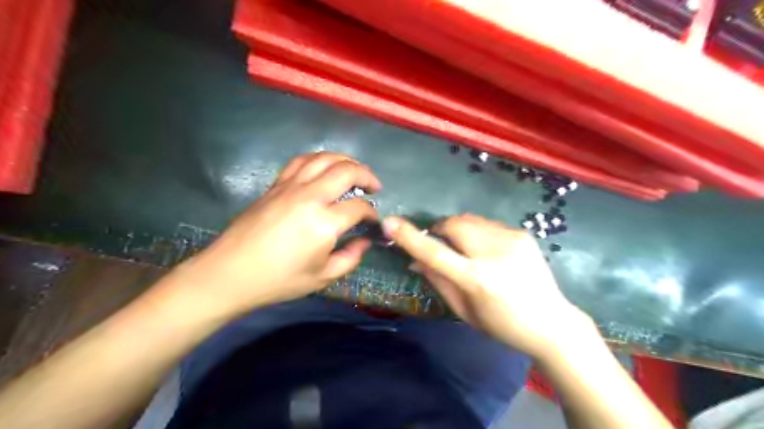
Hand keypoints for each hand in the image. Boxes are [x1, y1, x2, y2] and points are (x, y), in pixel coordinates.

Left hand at [174, 155, 379, 317]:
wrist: (230, 273)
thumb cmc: (278, 280)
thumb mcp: (322, 278)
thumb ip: (350, 258)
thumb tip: (365, 242)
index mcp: (324, 223)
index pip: (359, 207)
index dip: (371, 213)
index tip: (373, 221)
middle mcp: (309, 197)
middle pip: (346, 171)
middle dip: (367, 175)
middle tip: (375, 186)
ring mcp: (290, 187)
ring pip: (324, 158)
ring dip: (345, 160)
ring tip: (354, 170)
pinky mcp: (276, 185)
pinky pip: (301, 161)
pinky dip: (319, 159)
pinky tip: (324, 168)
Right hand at [385, 213, 593, 355]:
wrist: (552, 322)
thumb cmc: (502, 325)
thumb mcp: (465, 311)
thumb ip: (438, 281)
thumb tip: (414, 259)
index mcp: (477, 280)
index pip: (435, 252)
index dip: (410, 236)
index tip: (390, 223)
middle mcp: (494, 253)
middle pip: (454, 224)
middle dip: (440, 229)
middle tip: (441, 244)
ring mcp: (511, 239)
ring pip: (470, 220)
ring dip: (458, 230)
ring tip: (466, 249)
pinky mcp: (522, 234)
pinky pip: (487, 224)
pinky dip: (478, 233)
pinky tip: (488, 251)